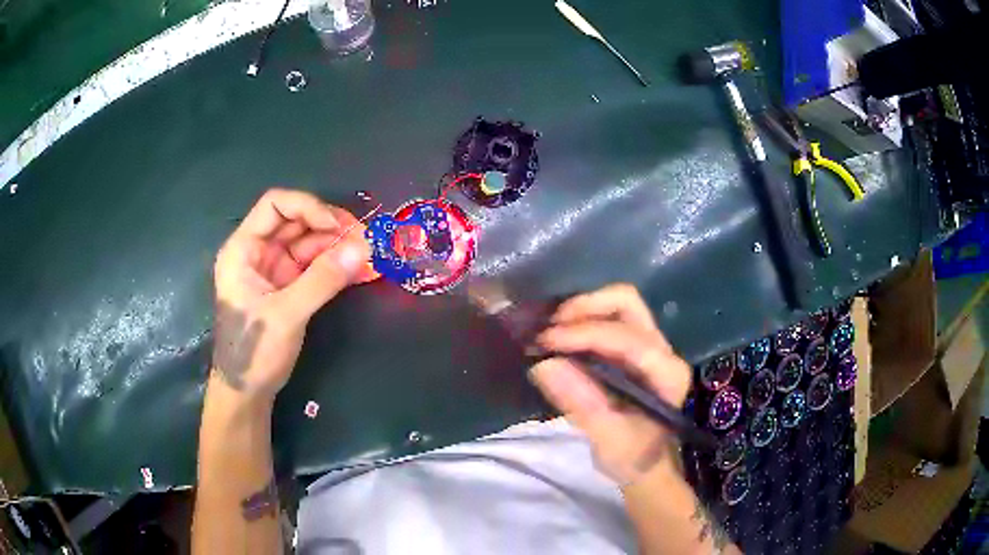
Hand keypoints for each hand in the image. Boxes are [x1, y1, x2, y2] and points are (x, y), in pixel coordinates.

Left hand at [211, 189, 374, 401]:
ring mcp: (275, 270)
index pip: (275, 206)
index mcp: (243, 249)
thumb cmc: (253, 351)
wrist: (247, 392)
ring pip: (309, 244)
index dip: (307, 207)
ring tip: (369, 255)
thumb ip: (322, 280)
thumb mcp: (286, 314)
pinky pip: (315, 267)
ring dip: (338, 246)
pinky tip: (360, 270)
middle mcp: (258, 252)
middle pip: (296, 222)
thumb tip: (363, 247)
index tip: (337, 225)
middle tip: (364, 239)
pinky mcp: (289, 287)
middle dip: (330, 227)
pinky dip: (336, 267)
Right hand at [530, 284, 690, 485]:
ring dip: (583, 310)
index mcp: (666, 373)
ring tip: (551, 330)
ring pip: (619, 304)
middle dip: (586, 308)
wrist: (645, 464)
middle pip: (627, 304)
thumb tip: (545, 365)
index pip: (628, 339)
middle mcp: (663, 350)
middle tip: (549, 329)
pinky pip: (610, 317)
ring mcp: (650, 344)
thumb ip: (582, 404)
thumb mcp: (607, 440)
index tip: (546, 342)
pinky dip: (583, 318)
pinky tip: (561, 335)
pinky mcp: (633, 347)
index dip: (586, 334)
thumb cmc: (632, 456)